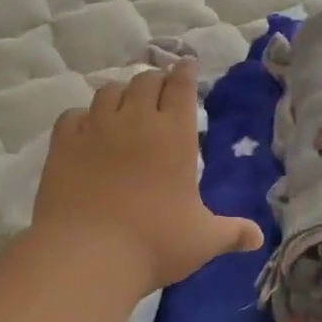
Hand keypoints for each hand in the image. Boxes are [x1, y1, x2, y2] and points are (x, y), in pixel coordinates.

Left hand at [32, 63, 262, 292]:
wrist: (88, 255)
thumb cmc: (155, 242)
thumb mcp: (203, 240)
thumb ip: (232, 232)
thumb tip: (258, 238)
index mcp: (175, 133)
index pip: (181, 86)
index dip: (186, 72)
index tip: (188, 66)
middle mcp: (136, 120)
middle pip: (145, 81)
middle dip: (155, 81)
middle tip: (158, 92)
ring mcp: (96, 128)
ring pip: (109, 91)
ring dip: (120, 95)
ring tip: (123, 108)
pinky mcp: (63, 143)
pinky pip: (73, 116)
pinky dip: (83, 118)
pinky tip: (86, 130)